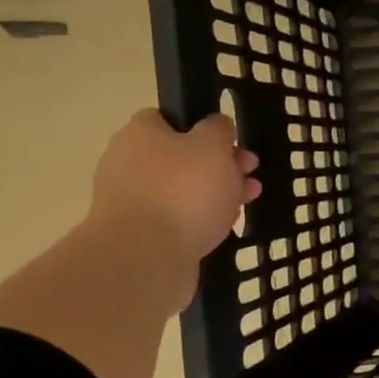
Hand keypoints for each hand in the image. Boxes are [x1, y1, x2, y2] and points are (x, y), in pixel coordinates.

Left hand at [89, 109, 260, 264]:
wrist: (145, 258)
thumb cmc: (183, 191)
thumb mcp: (213, 146)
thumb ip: (218, 129)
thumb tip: (216, 125)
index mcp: (140, 135)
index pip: (168, 119)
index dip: (203, 128)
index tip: (231, 143)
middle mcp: (128, 164)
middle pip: (181, 157)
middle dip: (220, 165)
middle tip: (250, 174)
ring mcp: (132, 202)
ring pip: (182, 190)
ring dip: (215, 194)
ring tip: (247, 202)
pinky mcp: (140, 235)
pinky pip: (176, 220)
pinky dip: (199, 221)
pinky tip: (222, 228)